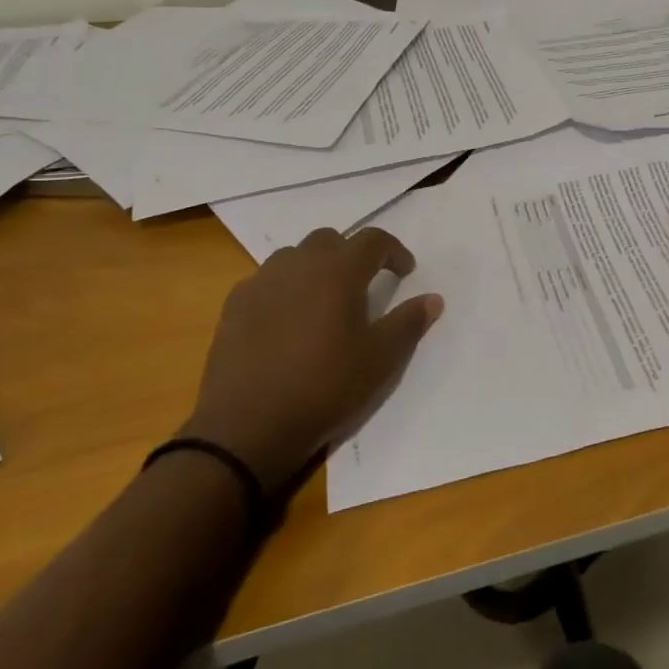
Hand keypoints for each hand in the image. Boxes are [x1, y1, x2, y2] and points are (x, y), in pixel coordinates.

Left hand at [181, 227, 443, 493]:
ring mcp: (261, 282)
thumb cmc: (324, 388)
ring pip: (294, 256)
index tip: (405, 273)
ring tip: (323, 301)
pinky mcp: (234, 306)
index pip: (373, 240)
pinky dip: (283, 289)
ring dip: (314, 268)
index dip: (394, 251)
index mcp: (338, 271)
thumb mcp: (381, 360)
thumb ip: (409, 323)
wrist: (246, 428)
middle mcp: (299, 265)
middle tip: (363, 285)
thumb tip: (433, 299)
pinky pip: (265, 281)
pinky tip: (285, 321)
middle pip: (330, 240)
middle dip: (351, 255)